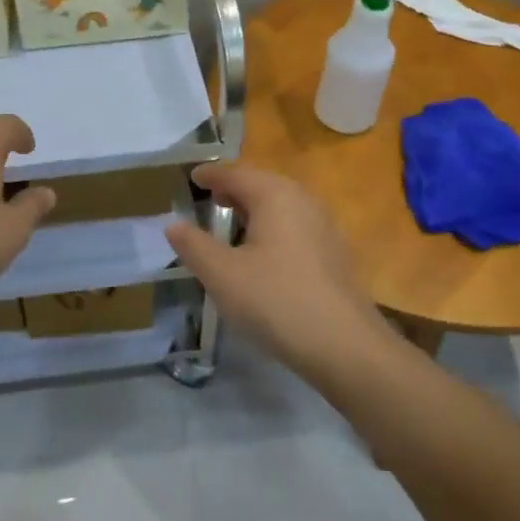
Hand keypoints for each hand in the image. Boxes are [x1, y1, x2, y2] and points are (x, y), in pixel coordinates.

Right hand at [165, 163, 392, 377]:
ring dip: (254, 210)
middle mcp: (303, 200)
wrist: (345, 347)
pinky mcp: (335, 254)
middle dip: (234, 189)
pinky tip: (263, 255)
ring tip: (232, 225)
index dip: (211, 175)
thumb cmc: (276, 301)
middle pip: (262, 185)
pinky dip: (272, 229)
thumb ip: (194, 245)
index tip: (193, 177)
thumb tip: (173, 224)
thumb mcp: (222, 274)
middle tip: (210, 199)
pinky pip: (295, 227)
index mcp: (275, 195)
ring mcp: (324, 227)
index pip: (236, 174)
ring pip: (281, 206)